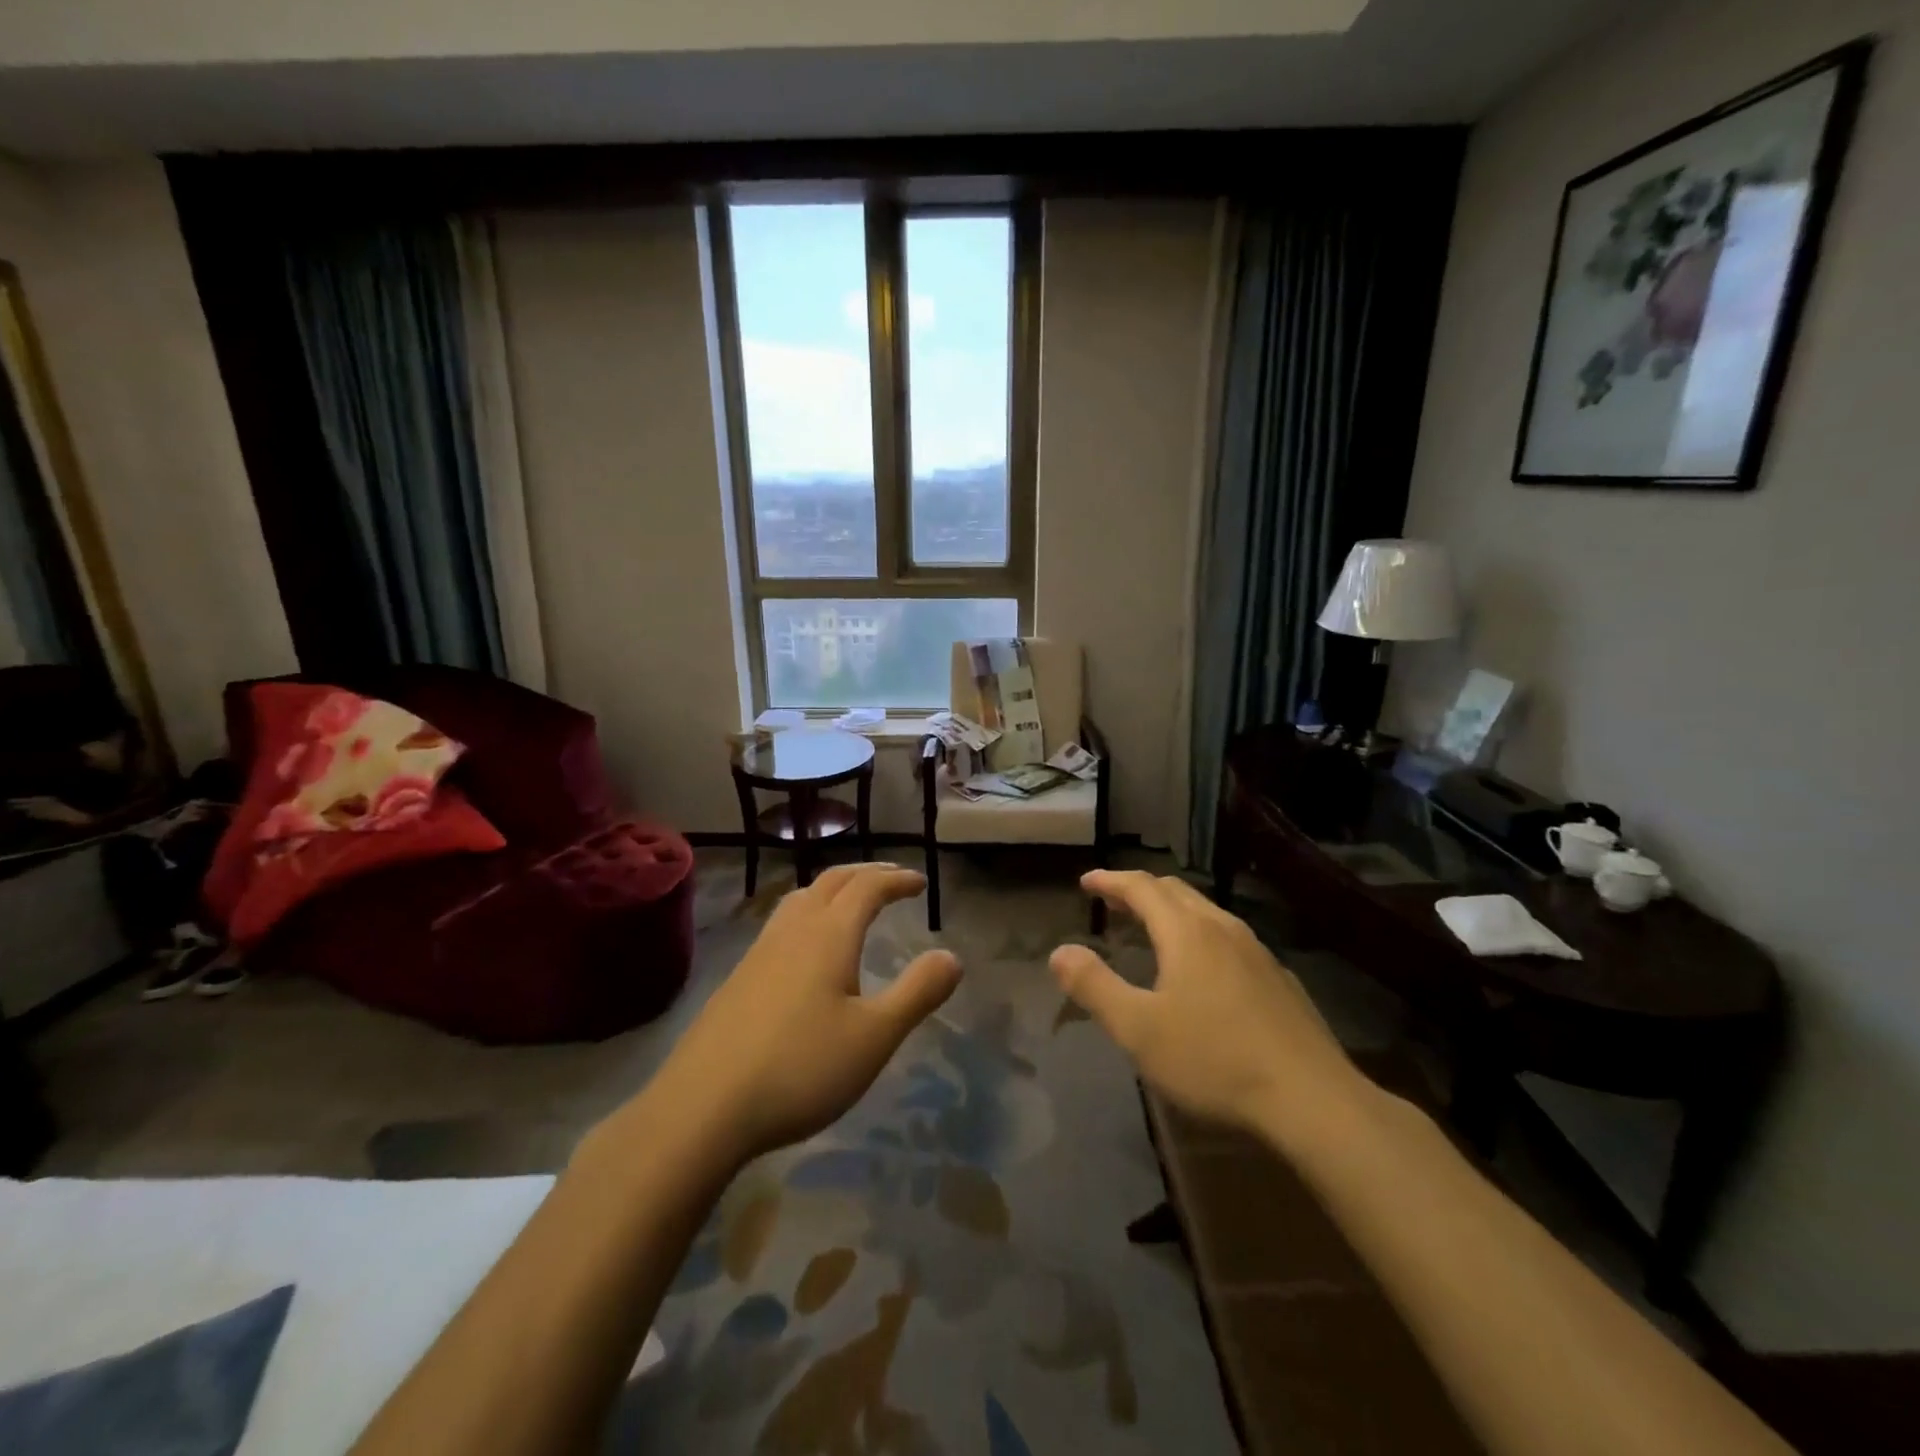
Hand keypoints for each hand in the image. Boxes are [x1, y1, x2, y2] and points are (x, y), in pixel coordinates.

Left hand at [644, 864, 961, 1162]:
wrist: (702, 1106)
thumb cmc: (800, 1067)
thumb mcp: (874, 1037)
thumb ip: (917, 993)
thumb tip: (951, 956)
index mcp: (829, 934)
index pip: (867, 887)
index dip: (896, 879)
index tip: (920, 883)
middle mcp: (793, 930)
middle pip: (832, 881)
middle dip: (866, 874)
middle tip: (891, 880)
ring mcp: (759, 951)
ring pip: (800, 898)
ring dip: (832, 889)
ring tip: (849, 902)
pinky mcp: (738, 977)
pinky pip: (781, 924)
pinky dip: (807, 913)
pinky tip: (804, 949)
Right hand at [1049, 870, 1369, 1144]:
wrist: (1313, 1100)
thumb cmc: (1214, 1060)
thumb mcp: (1139, 1029)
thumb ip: (1095, 986)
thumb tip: (1060, 951)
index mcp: (1186, 932)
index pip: (1141, 887)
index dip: (1110, 880)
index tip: (1086, 881)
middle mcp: (1222, 928)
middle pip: (1175, 892)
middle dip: (1140, 890)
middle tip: (1113, 901)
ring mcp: (1257, 952)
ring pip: (1206, 913)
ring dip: (1171, 911)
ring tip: (1151, 929)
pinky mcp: (1279, 980)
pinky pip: (1228, 938)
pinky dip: (1199, 935)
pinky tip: (1202, 970)